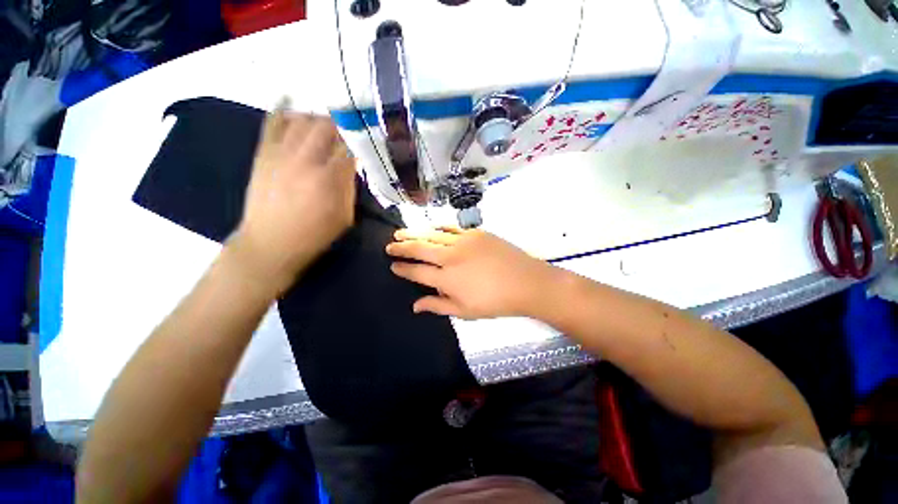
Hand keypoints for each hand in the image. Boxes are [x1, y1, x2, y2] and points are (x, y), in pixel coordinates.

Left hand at [229, 105, 355, 295]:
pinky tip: (292, 101)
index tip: (370, 138)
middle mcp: (305, 159)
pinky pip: (272, 122)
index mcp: (329, 179)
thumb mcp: (345, 216)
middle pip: (327, 126)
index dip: (362, 140)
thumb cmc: (315, 235)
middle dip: (343, 125)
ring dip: (320, 118)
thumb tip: (352, 165)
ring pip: (303, 119)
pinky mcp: (263, 153)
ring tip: (329, 124)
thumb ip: (350, 187)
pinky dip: (283, 109)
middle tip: (352, 129)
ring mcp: (281, 153)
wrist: (270, 244)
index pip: (351, 147)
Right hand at [385, 228, 556, 318]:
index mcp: (447, 279)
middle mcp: (450, 257)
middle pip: (419, 249)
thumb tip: (415, 305)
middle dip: (401, 247)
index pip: (417, 272)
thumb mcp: (465, 311)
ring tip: (400, 233)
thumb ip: (438, 306)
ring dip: (414, 234)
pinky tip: (430, 228)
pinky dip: (437, 228)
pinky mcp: (475, 233)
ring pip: (432, 235)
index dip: (403, 269)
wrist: (526, 282)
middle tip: (389, 245)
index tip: (393, 266)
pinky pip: (451, 228)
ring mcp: (463, 242)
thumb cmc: (495, 302)